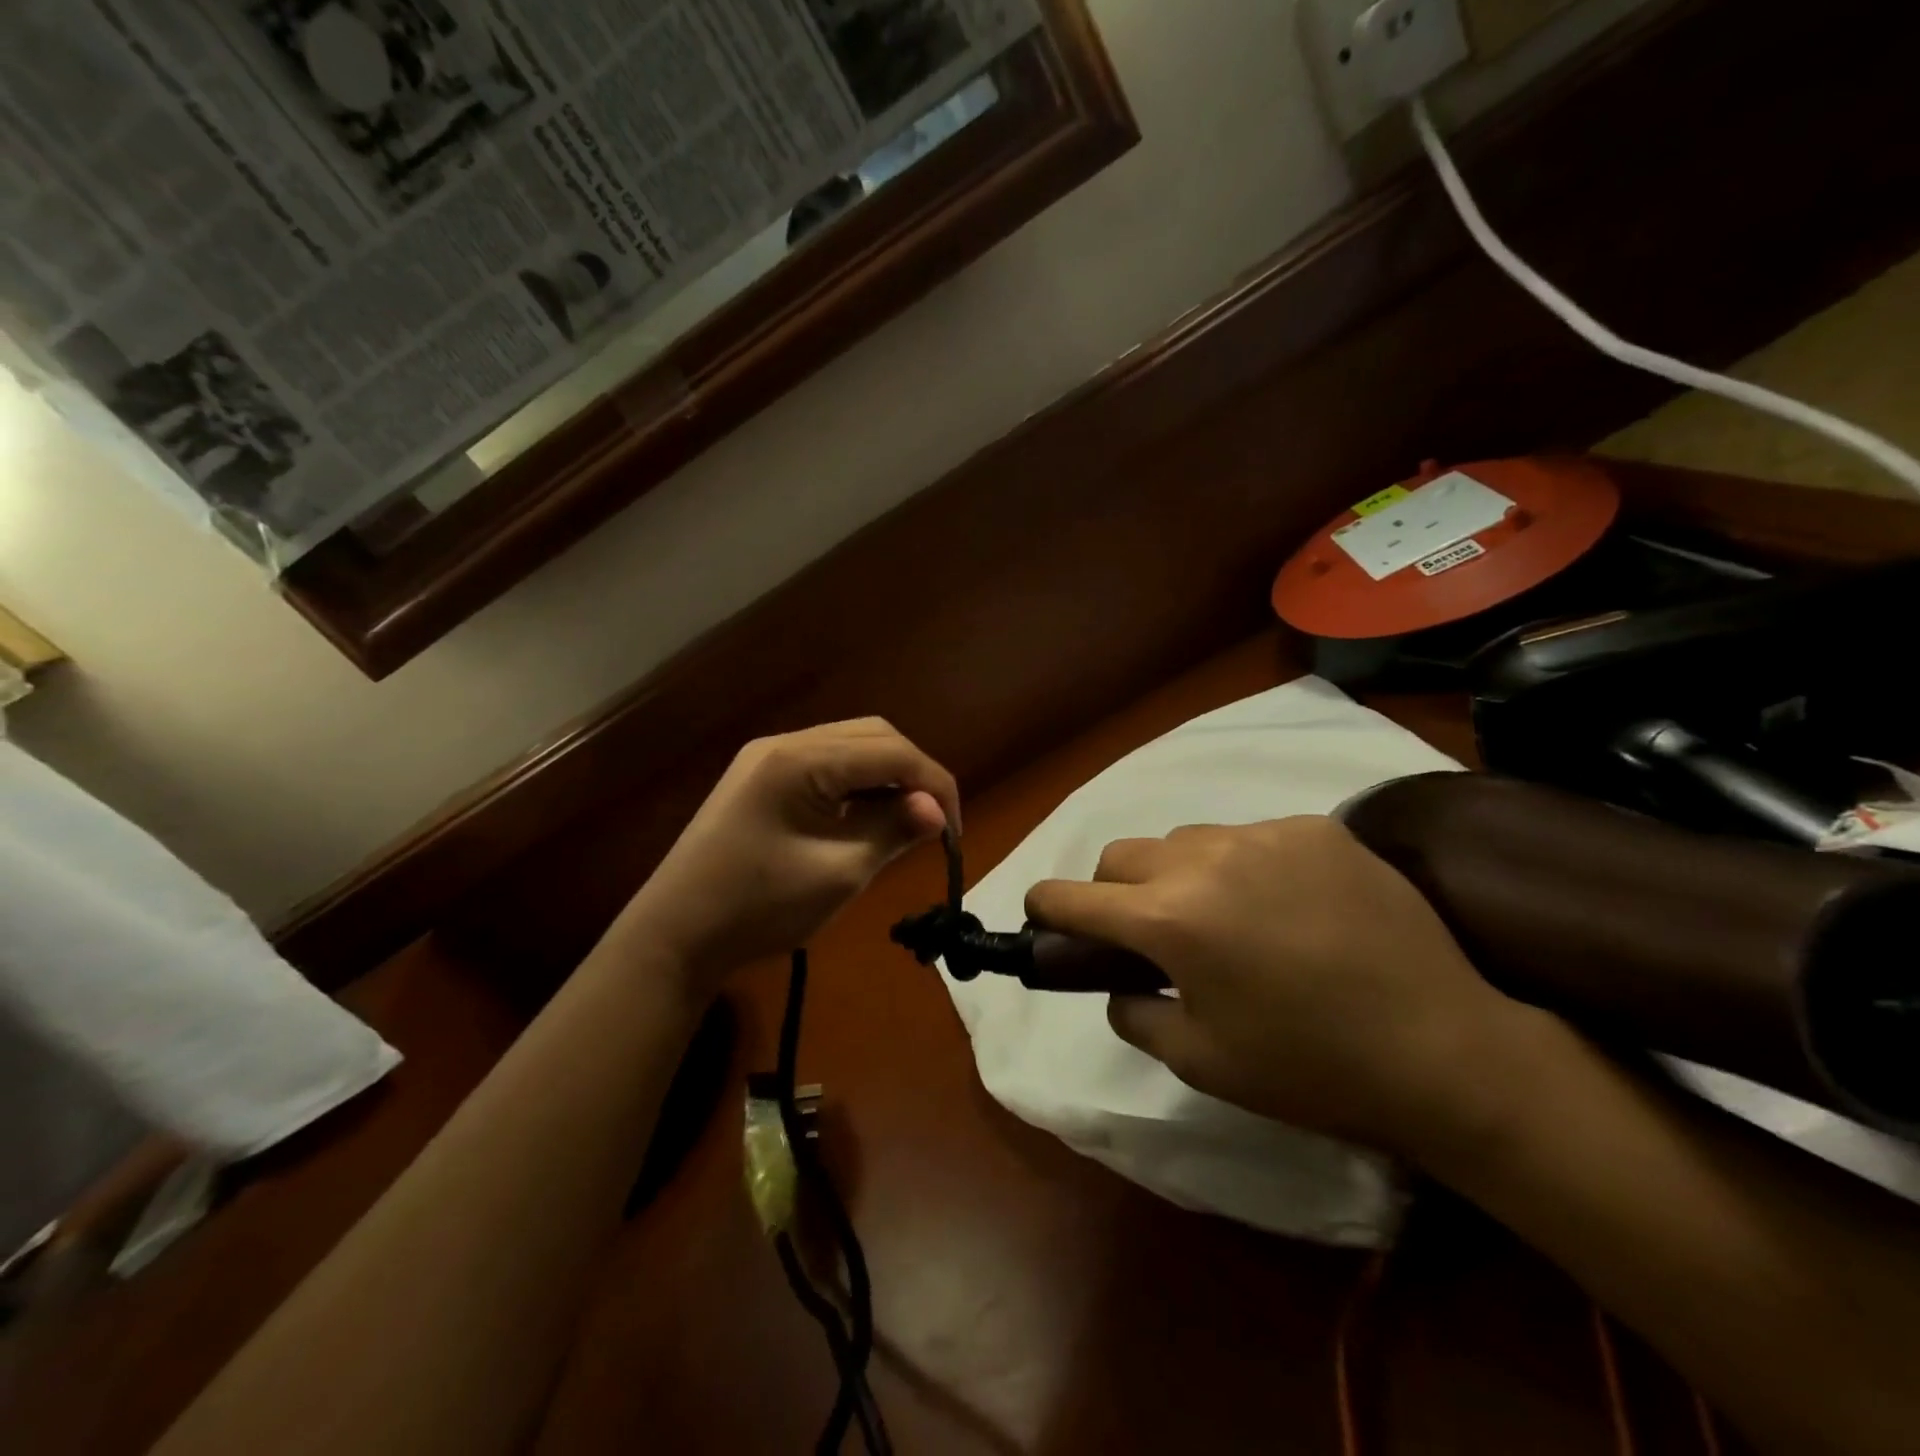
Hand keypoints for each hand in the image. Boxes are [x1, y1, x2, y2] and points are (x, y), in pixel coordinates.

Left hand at [621, 719, 958, 997]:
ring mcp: (768, 758)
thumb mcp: (838, 873)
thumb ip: (893, 831)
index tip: (954, 832)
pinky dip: (857, 786)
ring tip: (907, 822)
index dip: (935, 785)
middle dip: (913, 774)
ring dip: (886, 778)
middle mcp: (786, 743)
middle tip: (933, 823)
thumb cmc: (758, 907)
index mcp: (802, 759)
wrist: (674, 936)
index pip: (892, 752)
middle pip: (873, 737)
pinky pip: (826, 766)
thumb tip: (938, 812)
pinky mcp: (761, 778)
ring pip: (850, 747)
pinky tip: (867, 818)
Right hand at [1025, 817, 1532, 1157]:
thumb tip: (1119, 981)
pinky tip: (1283, 906)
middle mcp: (1205, 859)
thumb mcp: (1201, 1061)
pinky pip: (1249, 837)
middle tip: (1144, 933)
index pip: (1073, 896)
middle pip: (1121, 854)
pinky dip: (1241, 866)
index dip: (1045, 906)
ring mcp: (1264, 834)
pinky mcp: (1316, 828)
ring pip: (1184, 839)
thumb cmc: (1311, 1069)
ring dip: (1177, 874)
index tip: (1042, 915)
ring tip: (1223, 918)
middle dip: (1112, 890)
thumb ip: (1136, 1011)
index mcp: (1170, 919)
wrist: (1447, 1051)